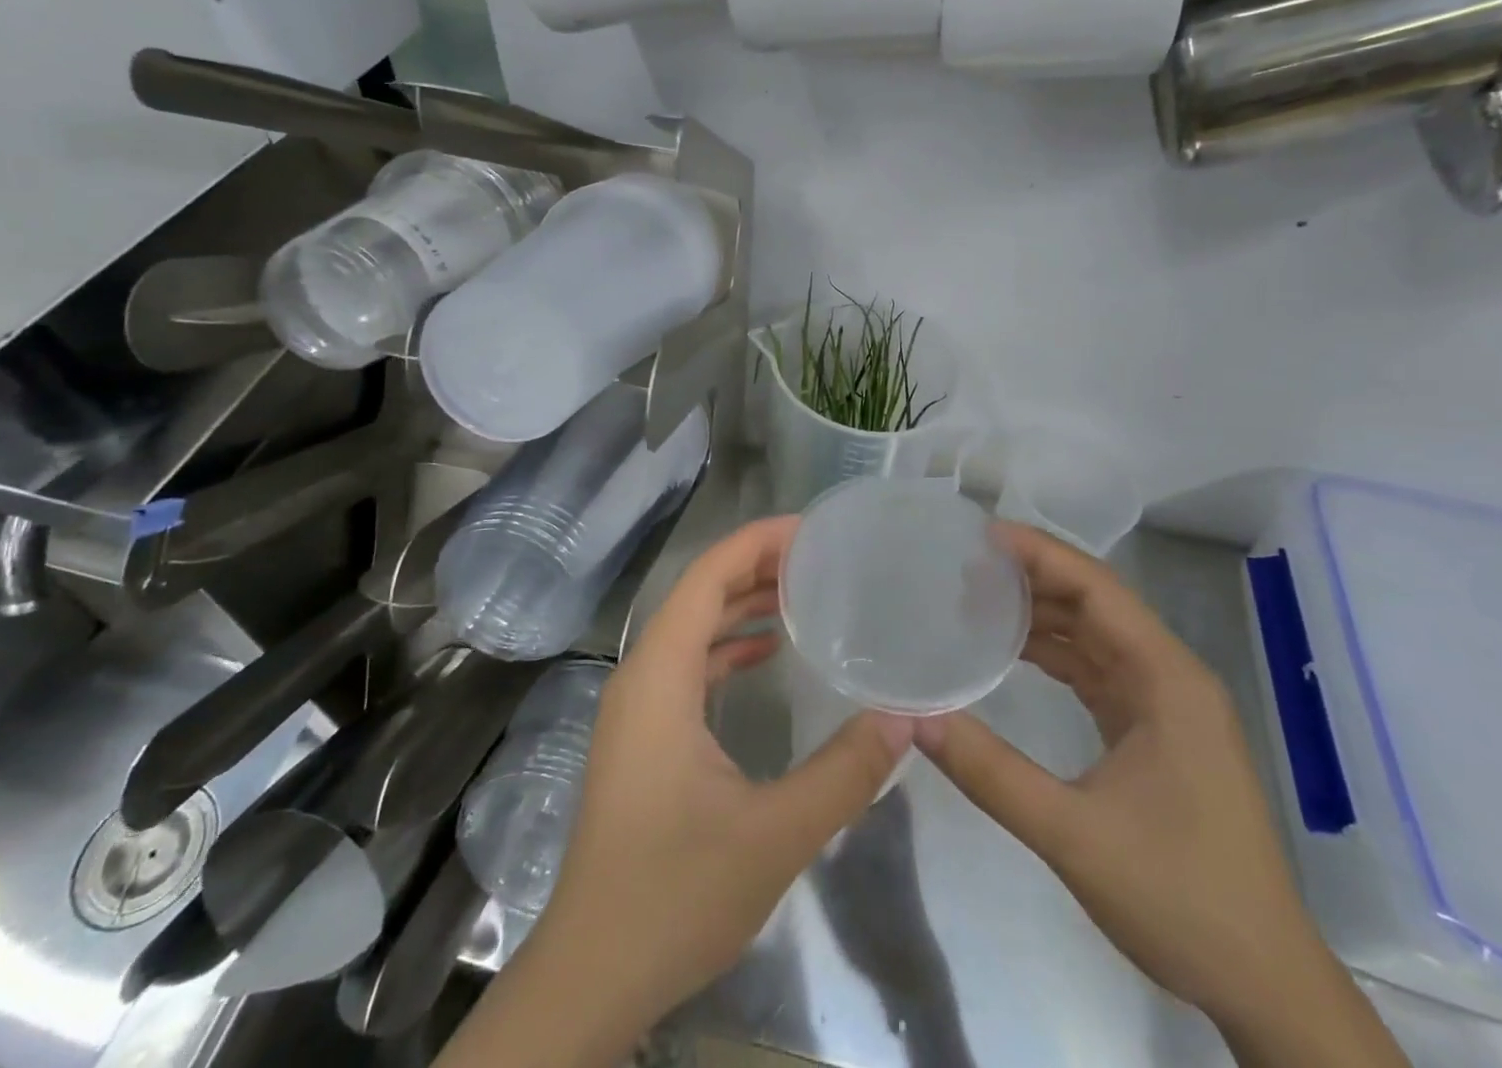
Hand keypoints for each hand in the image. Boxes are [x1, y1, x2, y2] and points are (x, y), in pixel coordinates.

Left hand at [439, 516, 912, 1067]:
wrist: (593, 971)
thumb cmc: (675, 893)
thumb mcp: (774, 835)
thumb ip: (845, 772)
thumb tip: (908, 716)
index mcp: (660, 676)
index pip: (706, 577)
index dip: (756, 542)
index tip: (812, 529)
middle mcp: (642, 675)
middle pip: (699, 594)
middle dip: (756, 565)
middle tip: (821, 555)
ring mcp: (638, 706)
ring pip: (693, 628)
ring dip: (742, 603)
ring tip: (804, 590)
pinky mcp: (643, 734)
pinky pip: (688, 664)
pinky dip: (727, 646)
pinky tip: (768, 652)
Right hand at [916, 524, 1407, 1066]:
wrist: (1264, 984)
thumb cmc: (1180, 897)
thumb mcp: (1073, 835)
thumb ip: (990, 772)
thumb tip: (915, 717)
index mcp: (1166, 680)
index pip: (1097, 589)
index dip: (1039, 554)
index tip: (979, 536)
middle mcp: (1169, 677)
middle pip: (1094, 603)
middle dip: (1031, 577)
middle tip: (963, 566)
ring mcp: (1164, 704)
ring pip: (1094, 634)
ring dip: (1040, 613)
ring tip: (974, 599)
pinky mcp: (1154, 731)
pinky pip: (1096, 669)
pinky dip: (1053, 652)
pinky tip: (1010, 651)